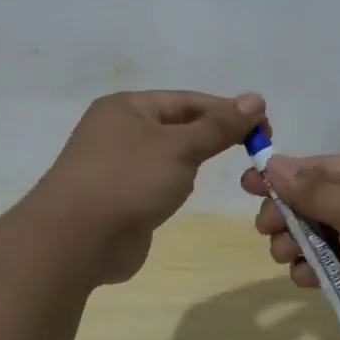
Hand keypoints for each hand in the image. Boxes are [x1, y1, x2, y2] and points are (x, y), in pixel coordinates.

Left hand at [34, 91, 265, 284]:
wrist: (76, 239)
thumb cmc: (129, 180)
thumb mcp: (180, 147)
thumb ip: (219, 126)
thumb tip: (256, 99)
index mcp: (127, 107)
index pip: (187, 100)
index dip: (226, 110)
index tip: (264, 126)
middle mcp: (117, 131)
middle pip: (177, 126)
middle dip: (213, 135)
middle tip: (255, 149)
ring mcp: (115, 166)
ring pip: (166, 156)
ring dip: (193, 161)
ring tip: (226, 169)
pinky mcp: (118, 199)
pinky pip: (155, 183)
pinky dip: (174, 185)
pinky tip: (187, 193)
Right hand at [241, 153, 339, 339]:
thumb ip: (312, 189)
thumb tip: (274, 162)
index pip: (318, 168)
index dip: (282, 175)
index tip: (248, 184)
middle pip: (310, 203)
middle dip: (285, 214)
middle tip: (266, 227)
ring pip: (312, 238)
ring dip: (294, 245)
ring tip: (289, 255)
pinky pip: (323, 269)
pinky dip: (311, 271)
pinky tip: (307, 278)